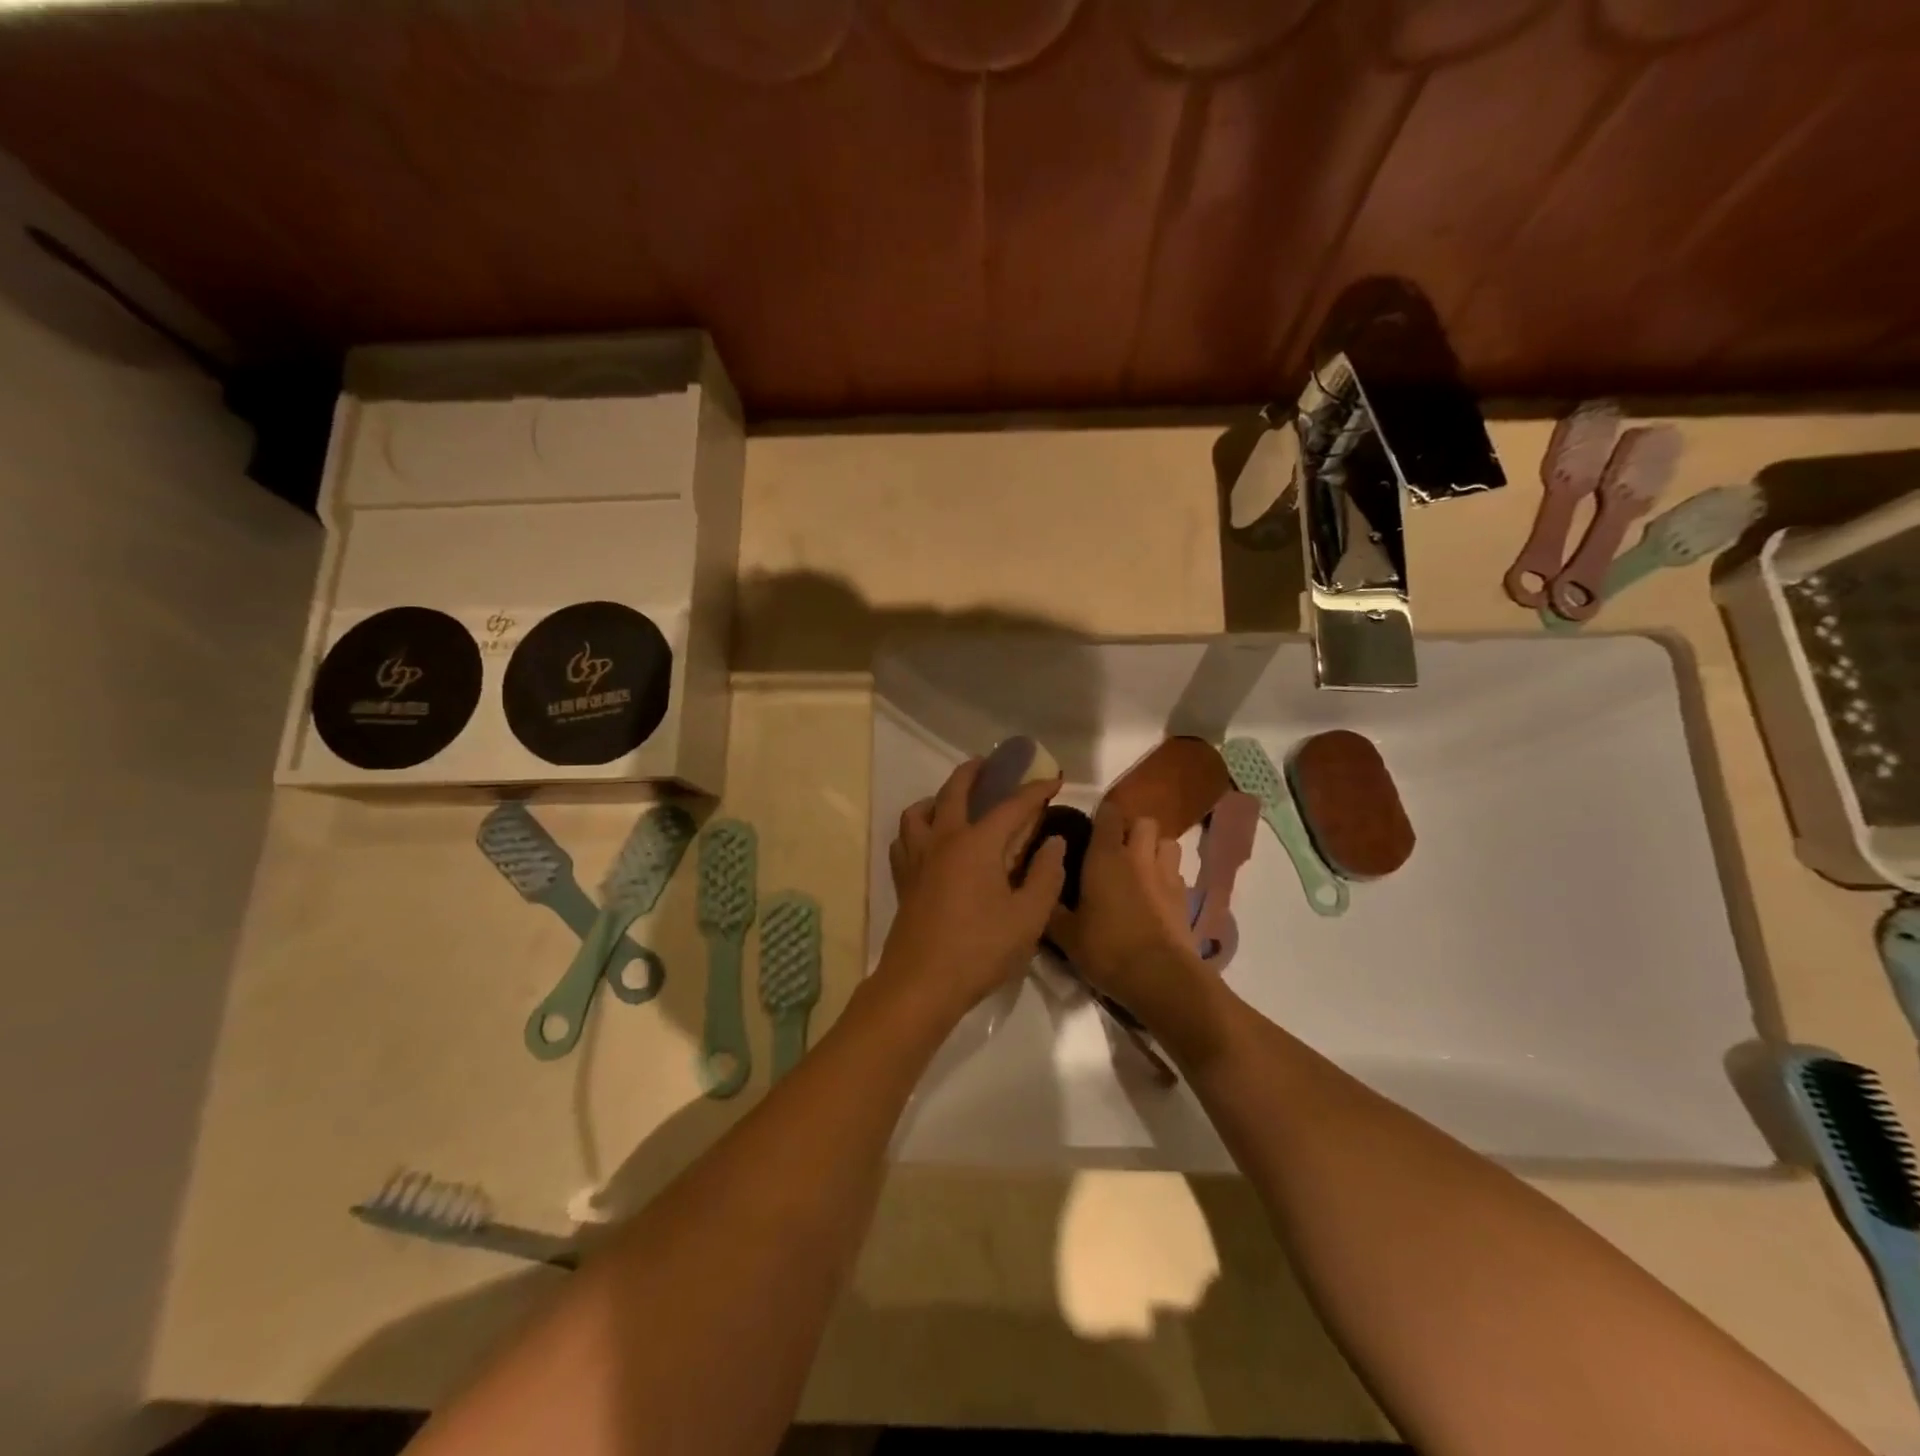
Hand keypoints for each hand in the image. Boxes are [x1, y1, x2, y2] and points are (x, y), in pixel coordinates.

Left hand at [879, 759, 1067, 1026]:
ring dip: (937, 797)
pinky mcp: (903, 879)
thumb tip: (1053, 842)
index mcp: (976, 844)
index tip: (1053, 780)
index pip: (1011, 805)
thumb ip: (1045, 875)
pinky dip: (917, 828)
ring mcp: (917, 858)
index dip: (1035, 790)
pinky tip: (929, 841)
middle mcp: (943, 840)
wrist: (921, 984)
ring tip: (952, 803)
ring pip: (918, 810)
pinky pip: (904, 839)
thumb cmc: (980, 950)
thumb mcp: (1028, 917)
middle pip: (955, 790)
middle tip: (992, 764)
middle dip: (976, 771)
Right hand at [1047, 803, 1210, 1030]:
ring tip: (1140, 866)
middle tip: (1115, 848)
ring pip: (1167, 841)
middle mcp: (1138, 856)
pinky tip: (1155, 894)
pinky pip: (1176, 872)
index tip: (1089, 828)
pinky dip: (1166, 875)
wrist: (1160, 977)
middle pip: (1143, 822)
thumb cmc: (1106, 948)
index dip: (1101, 815)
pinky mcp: (1185, 897)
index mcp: (1105, 856)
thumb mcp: (1065, 934)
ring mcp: (1166, 875)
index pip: (1108, 814)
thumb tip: (1040, 890)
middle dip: (1132, 829)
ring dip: (1154, 847)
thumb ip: (1051, 907)